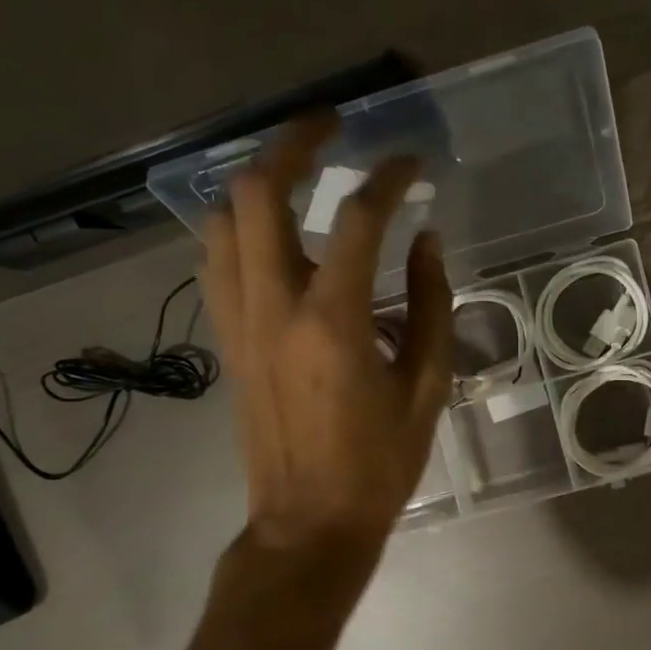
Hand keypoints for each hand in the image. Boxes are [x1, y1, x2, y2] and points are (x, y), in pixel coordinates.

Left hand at [201, 117, 451, 555]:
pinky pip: (219, 261)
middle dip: (293, 142)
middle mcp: (274, 306)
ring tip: (297, 171)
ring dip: (257, 181)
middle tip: (330, 126)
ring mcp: (239, 322)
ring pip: (224, 220)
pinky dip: (241, 227)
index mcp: (334, 321)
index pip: (356, 219)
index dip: (388, 178)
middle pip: (260, 192)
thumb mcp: (426, 387)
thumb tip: (427, 242)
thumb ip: (431, 307)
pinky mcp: (226, 340)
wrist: (308, 523)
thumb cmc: (378, 463)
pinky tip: (273, 233)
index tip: (411, 162)